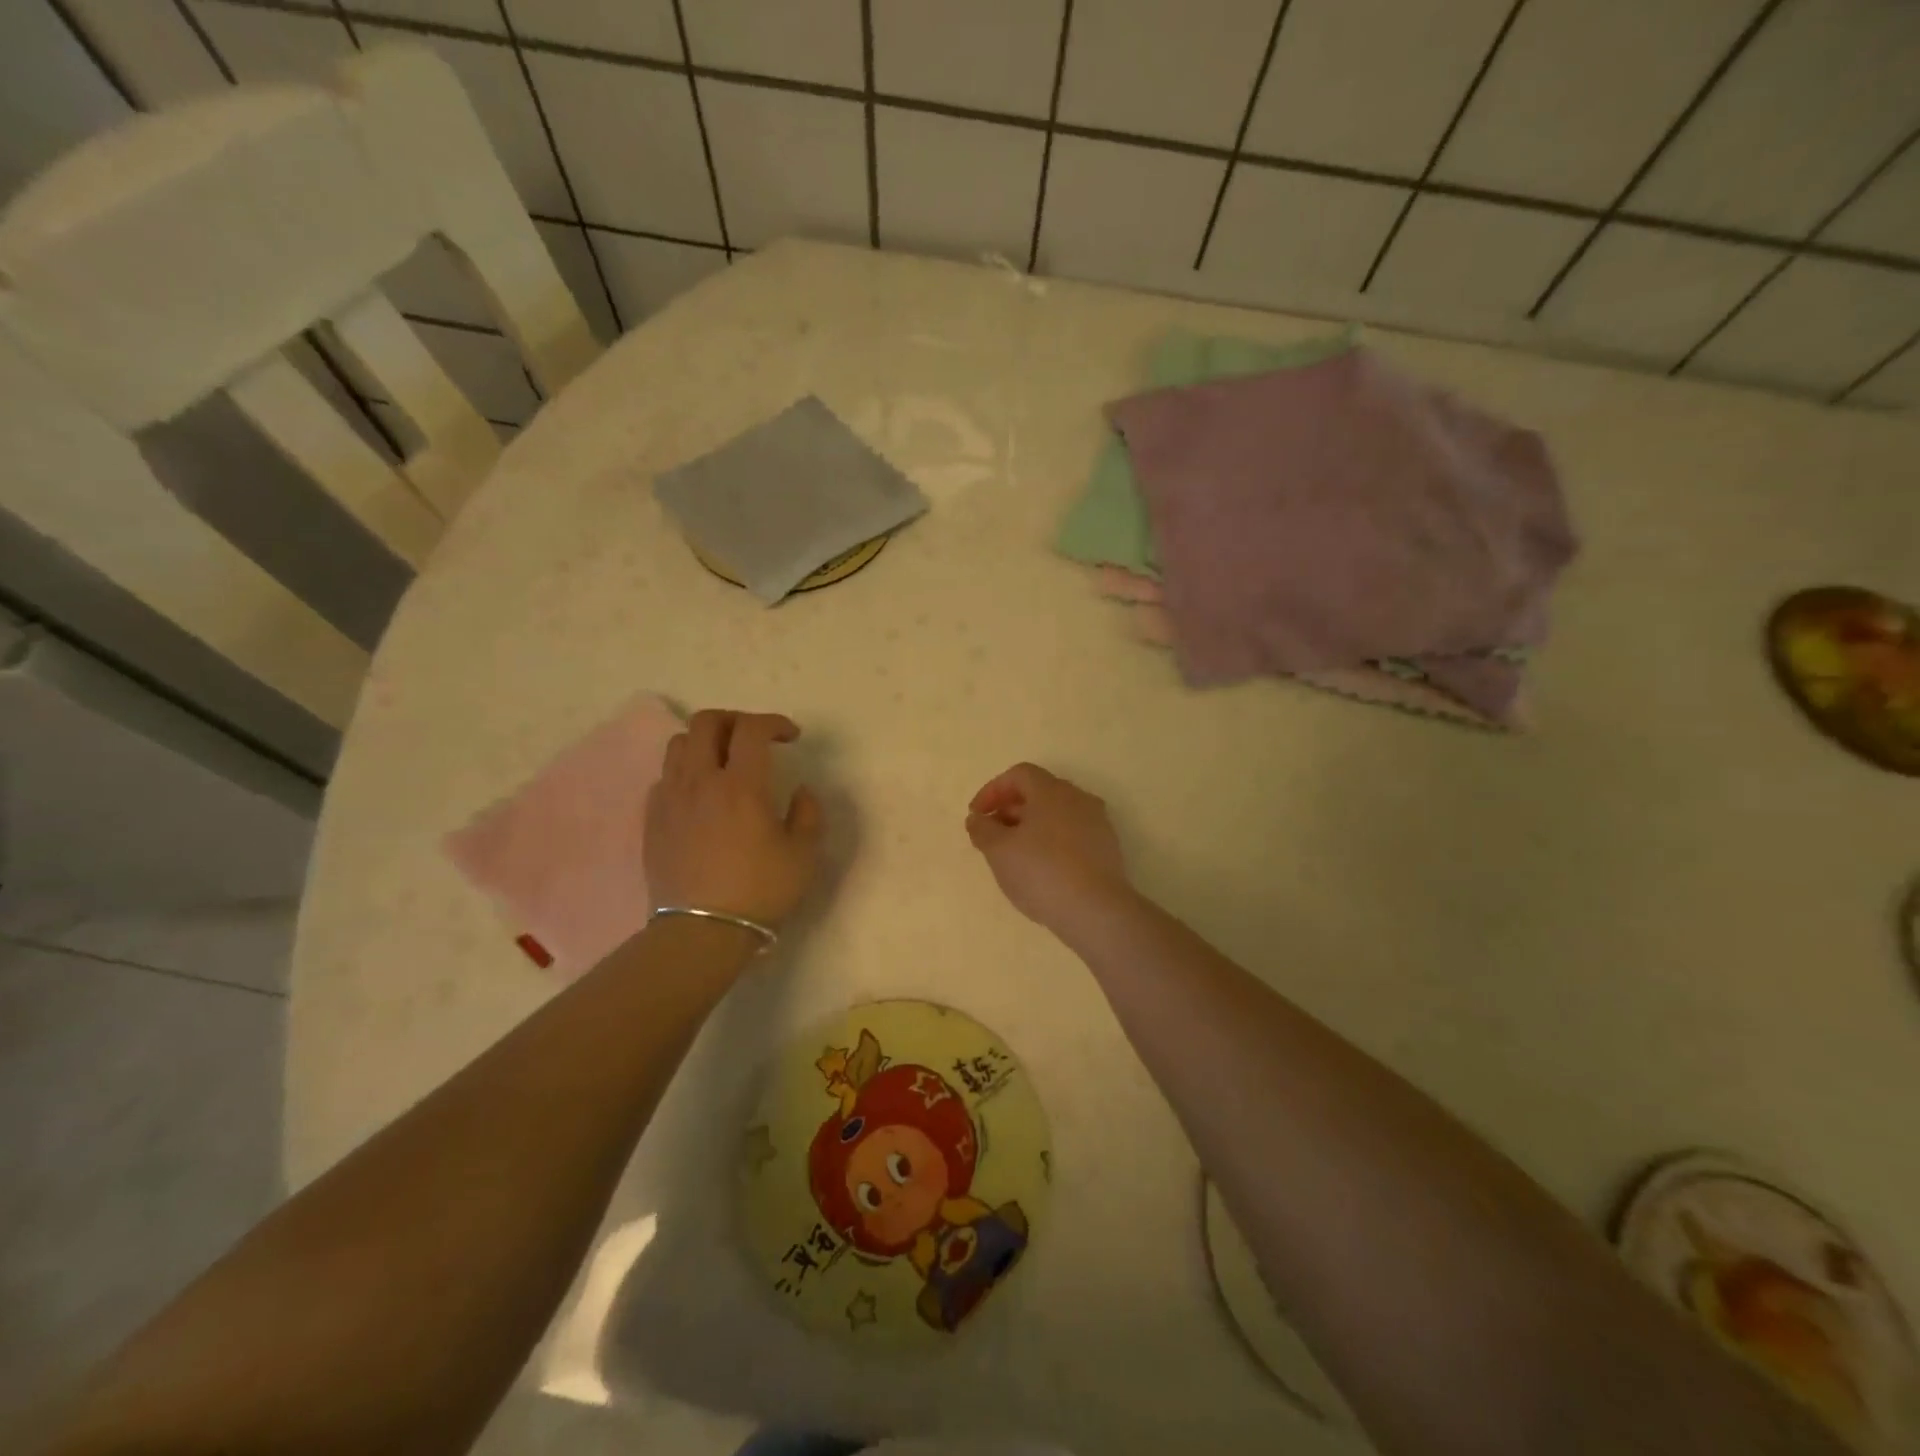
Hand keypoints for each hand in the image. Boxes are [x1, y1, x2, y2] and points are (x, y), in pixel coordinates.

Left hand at [646, 710, 823, 927]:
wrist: (701, 932)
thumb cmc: (759, 892)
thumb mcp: (803, 855)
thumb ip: (808, 814)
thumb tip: (801, 791)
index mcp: (741, 786)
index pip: (752, 729)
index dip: (774, 723)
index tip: (790, 737)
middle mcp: (701, 781)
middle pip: (707, 722)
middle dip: (735, 720)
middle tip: (754, 738)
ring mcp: (670, 798)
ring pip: (679, 744)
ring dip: (706, 741)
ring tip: (724, 760)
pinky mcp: (652, 819)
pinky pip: (664, 777)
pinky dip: (685, 771)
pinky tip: (700, 794)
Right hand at [965, 763, 1132, 936]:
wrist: (1096, 911)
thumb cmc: (1042, 872)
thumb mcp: (999, 851)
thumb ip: (983, 829)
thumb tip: (977, 818)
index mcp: (1052, 791)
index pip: (1018, 775)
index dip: (992, 791)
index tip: (976, 816)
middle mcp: (1078, 798)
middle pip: (1039, 792)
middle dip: (1010, 809)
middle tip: (991, 835)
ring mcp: (1097, 823)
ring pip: (1056, 814)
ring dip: (1030, 827)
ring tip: (1013, 854)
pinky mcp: (1107, 848)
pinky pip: (1071, 834)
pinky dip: (1050, 841)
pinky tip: (1041, 869)